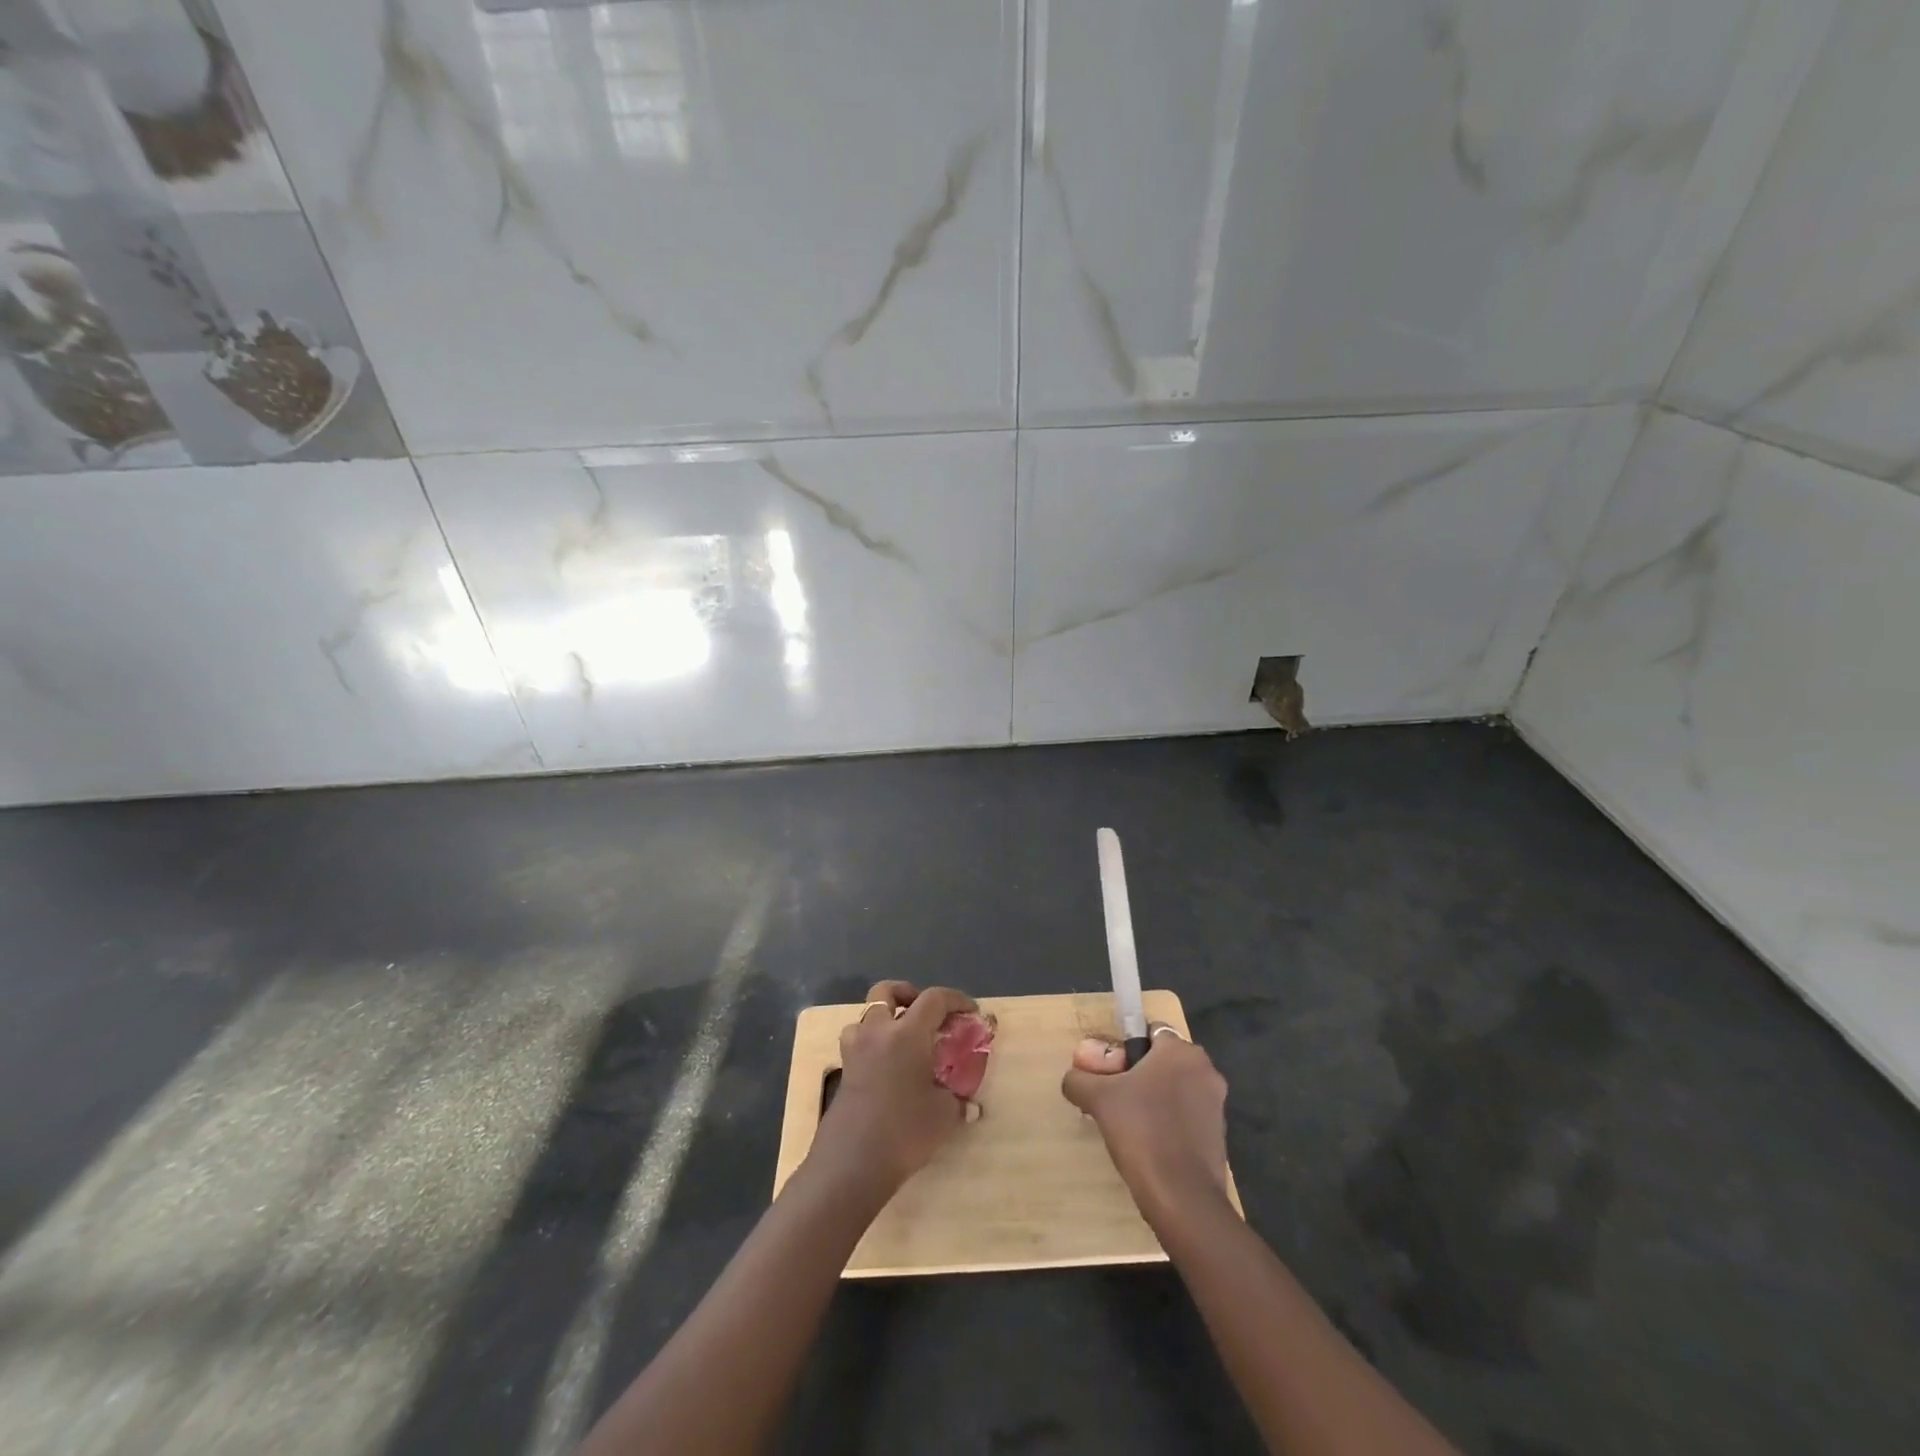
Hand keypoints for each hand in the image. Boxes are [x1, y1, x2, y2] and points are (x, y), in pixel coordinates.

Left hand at [810, 981, 976, 1194]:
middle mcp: (877, 1032)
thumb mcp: (943, 1115)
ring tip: (902, 1040)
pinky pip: (857, 1043)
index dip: (955, 999)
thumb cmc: (904, 1130)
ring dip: (884, 1018)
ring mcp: (855, 1051)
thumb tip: (970, 1106)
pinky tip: (886, 1069)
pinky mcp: (843, 1072)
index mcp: (907, 1033)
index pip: (934, 998)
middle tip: (925, 1014)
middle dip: (908, 994)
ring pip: (865, 1015)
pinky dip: (872, 1044)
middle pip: (886, 990)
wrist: (852, 1163)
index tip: (970, 1011)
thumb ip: (958, 1101)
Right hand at [1062, 1025, 1230, 1225]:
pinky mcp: (1219, 1135)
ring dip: (1151, 1098)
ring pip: (1174, 1089)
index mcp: (1181, 1052)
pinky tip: (1147, 1144)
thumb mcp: (1097, 1099)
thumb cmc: (1141, 1131)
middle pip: (1161, 1061)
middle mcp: (1205, 1070)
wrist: (1182, 1198)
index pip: (1149, 1031)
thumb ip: (1079, 1080)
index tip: (1109, 1072)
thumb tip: (1073, 1078)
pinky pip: (1185, 1115)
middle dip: (1136, 1074)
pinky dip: (1167, 1122)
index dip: (1125, 1048)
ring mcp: (1216, 1105)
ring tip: (1126, 1124)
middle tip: (1112, 1098)